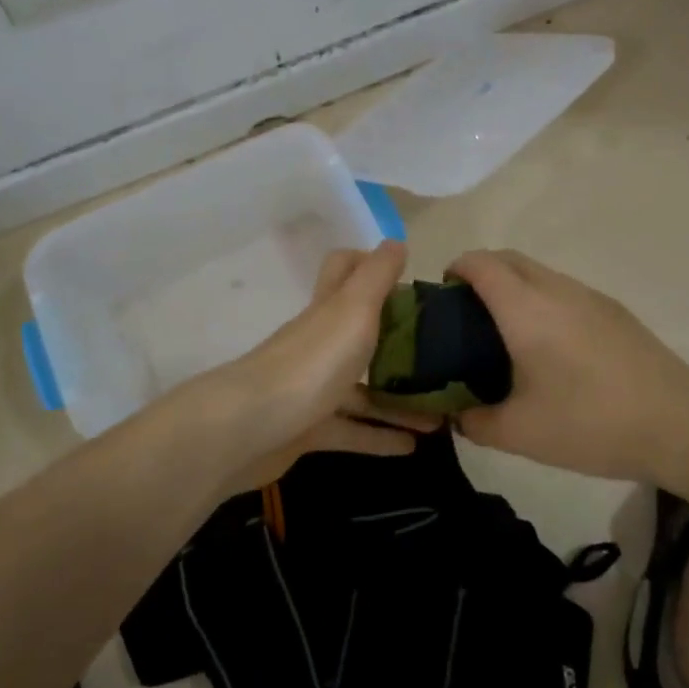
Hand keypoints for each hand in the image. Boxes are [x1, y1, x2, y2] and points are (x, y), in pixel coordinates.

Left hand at [163, 241, 437, 493]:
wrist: (249, 429)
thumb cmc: (311, 362)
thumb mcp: (353, 310)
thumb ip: (376, 276)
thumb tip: (396, 242)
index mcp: (329, 309)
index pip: (343, 269)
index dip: (370, 264)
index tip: (408, 279)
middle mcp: (319, 343)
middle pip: (359, 332)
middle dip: (396, 341)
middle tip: (439, 354)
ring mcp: (311, 387)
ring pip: (361, 389)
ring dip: (398, 399)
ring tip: (439, 414)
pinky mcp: (308, 429)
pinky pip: (351, 431)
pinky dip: (380, 437)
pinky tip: (412, 446)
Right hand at [445, 250, 688, 480]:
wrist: (679, 424)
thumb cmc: (590, 422)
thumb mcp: (520, 433)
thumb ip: (475, 422)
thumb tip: (458, 416)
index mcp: (525, 308)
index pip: (480, 263)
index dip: (455, 269)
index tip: (443, 297)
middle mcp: (555, 289)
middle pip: (508, 258)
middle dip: (481, 273)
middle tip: (468, 316)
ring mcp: (590, 296)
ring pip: (539, 273)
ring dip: (514, 287)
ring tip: (507, 334)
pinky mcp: (614, 310)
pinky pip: (564, 290)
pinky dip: (543, 301)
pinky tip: (552, 348)